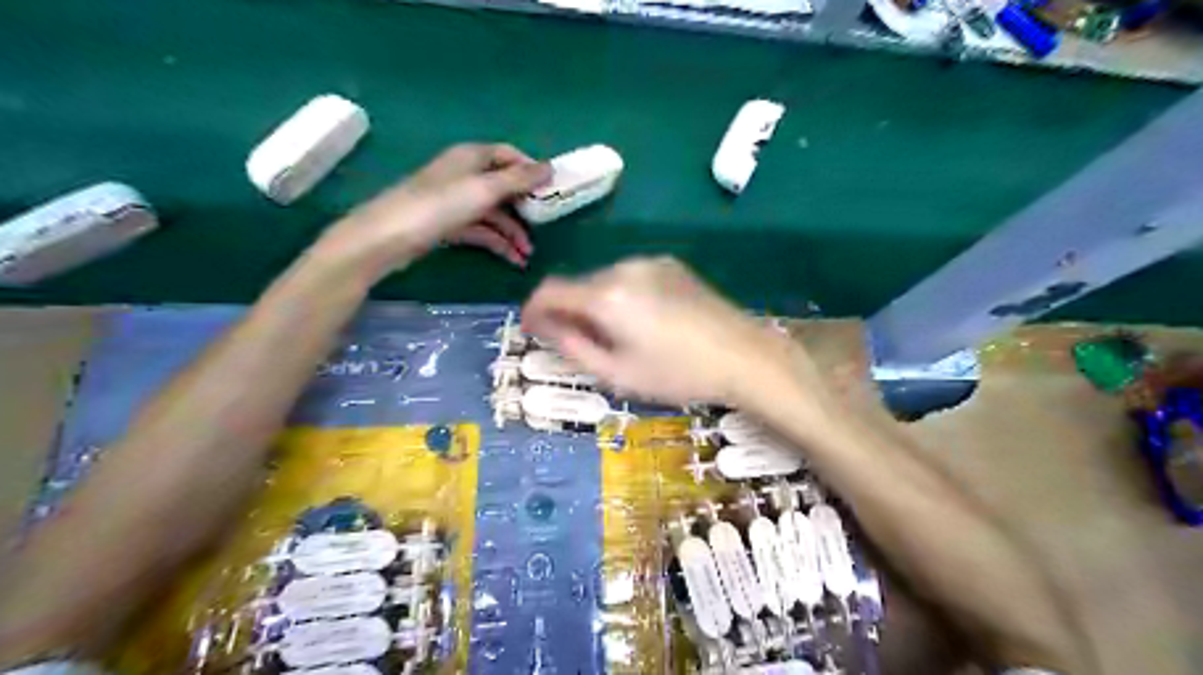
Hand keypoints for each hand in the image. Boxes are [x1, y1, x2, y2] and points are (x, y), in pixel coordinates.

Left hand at [313, 141, 547, 275]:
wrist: (387, 238)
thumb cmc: (438, 207)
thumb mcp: (484, 190)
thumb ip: (519, 180)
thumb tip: (550, 168)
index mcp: (471, 157)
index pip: (509, 156)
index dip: (531, 171)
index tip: (553, 190)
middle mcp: (464, 175)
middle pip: (503, 186)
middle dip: (525, 207)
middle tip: (546, 226)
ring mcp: (455, 201)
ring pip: (494, 213)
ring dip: (513, 232)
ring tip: (528, 255)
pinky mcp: (448, 225)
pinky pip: (481, 230)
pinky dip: (497, 243)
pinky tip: (513, 260)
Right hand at [522, 257, 800, 406]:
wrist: (743, 355)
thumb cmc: (677, 373)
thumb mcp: (617, 373)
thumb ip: (572, 347)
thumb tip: (546, 326)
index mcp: (606, 295)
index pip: (550, 291)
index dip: (533, 309)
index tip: (530, 328)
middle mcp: (624, 267)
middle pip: (578, 284)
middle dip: (567, 310)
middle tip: (575, 342)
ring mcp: (651, 262)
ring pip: (604, 279)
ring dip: (595, 302)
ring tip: (614, 335)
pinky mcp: (672, 264)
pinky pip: (630, 276)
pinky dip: (621, 295)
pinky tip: (642, 321)